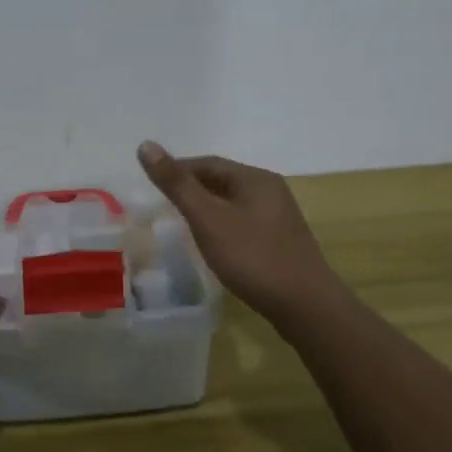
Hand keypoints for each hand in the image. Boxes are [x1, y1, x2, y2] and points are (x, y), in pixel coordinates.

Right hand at [136, 142, 344, 322]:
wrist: (306, 306)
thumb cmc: (253, 257)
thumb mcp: (208, 219)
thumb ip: (177, 184)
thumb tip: (146, 145)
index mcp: (255, 178)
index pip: (207, 163)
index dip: (178, 170)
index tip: (153, 187)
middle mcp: (270, 190)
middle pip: (222, 181)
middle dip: (192, 189)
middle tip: (163, 207)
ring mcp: (279, 217)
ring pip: (234, 203)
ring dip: (208, 209)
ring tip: (183, 226)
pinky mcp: (282, 241)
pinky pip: (245, 223)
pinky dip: (223, 227)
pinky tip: (214, 246)